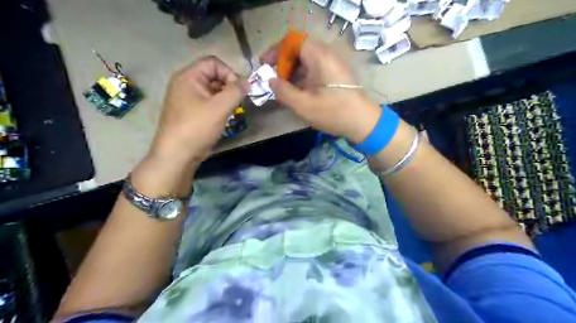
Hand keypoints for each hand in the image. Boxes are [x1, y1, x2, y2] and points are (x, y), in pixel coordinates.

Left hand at [148, 55, 244, 166]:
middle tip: (239, 101)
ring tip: (233, 110)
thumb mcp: (220, 107)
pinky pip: (208, 102)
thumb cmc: (197, 127)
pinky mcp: (190, 112)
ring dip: (225, 97)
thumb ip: (236, 91)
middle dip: (229, 86)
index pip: (213, 62)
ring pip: (212, 90)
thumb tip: (247, 83)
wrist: (177, 154)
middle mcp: (185, 84)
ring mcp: (187, 99)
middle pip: (213, 75)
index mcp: (188, 76)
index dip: (229, 73)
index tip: (239, 90)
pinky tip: (224, 117)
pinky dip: (219, 106)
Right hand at [264, 37, 380, 141]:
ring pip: (306, 61)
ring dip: (292, 73)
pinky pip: (314, 70)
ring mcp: (332, 65)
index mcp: (319, 56)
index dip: (276, 51)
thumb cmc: (333, 113)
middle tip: (273, 81)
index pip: (292, 41)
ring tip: (283, 90)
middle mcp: (326, 55)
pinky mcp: (335, 75)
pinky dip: (302, 78)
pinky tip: (297, 93)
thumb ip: (283, 91)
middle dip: (283, 64)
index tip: (266, 67)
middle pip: (299, 50)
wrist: (363, 122)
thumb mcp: (303, 105)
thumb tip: (270, 81)